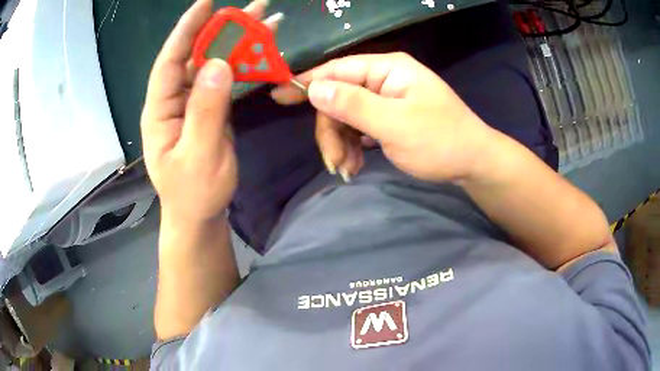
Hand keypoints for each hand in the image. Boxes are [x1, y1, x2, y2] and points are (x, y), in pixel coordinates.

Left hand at [141, 0, 279, 222]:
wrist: (199, 215)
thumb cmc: (194, 193)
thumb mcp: (200, 157)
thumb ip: (207, 111)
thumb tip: (219, 64)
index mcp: (160, 111)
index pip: (169, 62)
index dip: (187, 31)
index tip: (207, 3)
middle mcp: (173, 100)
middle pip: (195, 56)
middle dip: (222, 29)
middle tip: (254, 7)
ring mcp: (192, 103)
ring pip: (213, 64)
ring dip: (239, 42)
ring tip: (267, 21)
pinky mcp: (208, 109)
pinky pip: (225, 80)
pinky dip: (244, 63)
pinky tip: (262, 50)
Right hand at [272, 52, 495, 181]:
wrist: (473, 163)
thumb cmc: (440, 140)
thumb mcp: (395, 124)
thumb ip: (353, 104)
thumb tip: (313, 88)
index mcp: (387, 70)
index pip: (337, 70)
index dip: (306, 82)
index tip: (277, 96)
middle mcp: (384, 80)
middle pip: (339, 98)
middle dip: (331, 131)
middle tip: (334, 163)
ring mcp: (386, 100)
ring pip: (346, 117)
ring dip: (341, 144)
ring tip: (347, 170)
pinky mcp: (389, 119)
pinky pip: (359, 128)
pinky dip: (353, 147)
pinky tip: (354, 166)